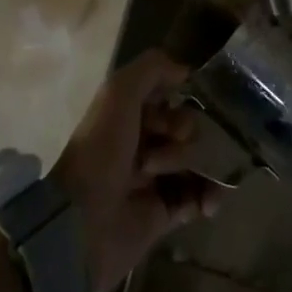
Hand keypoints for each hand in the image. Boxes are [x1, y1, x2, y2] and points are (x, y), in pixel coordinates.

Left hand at [50, 50, 223, 291]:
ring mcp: (154, 179)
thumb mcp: (119, 93)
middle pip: (187, 128)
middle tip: (158, 157)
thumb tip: (186, 70)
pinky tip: (207, 204)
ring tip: (176, 183)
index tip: (171, 115)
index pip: (170, 98)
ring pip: (196, 161)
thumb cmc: (101, 150)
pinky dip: (209, 197)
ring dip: (197, 167)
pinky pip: (199, 197)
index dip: (177, 104)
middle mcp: (142, 142)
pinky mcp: (164, 213)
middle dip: (183, 138)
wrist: (82, 222)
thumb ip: (152, 68)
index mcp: (129, 114)